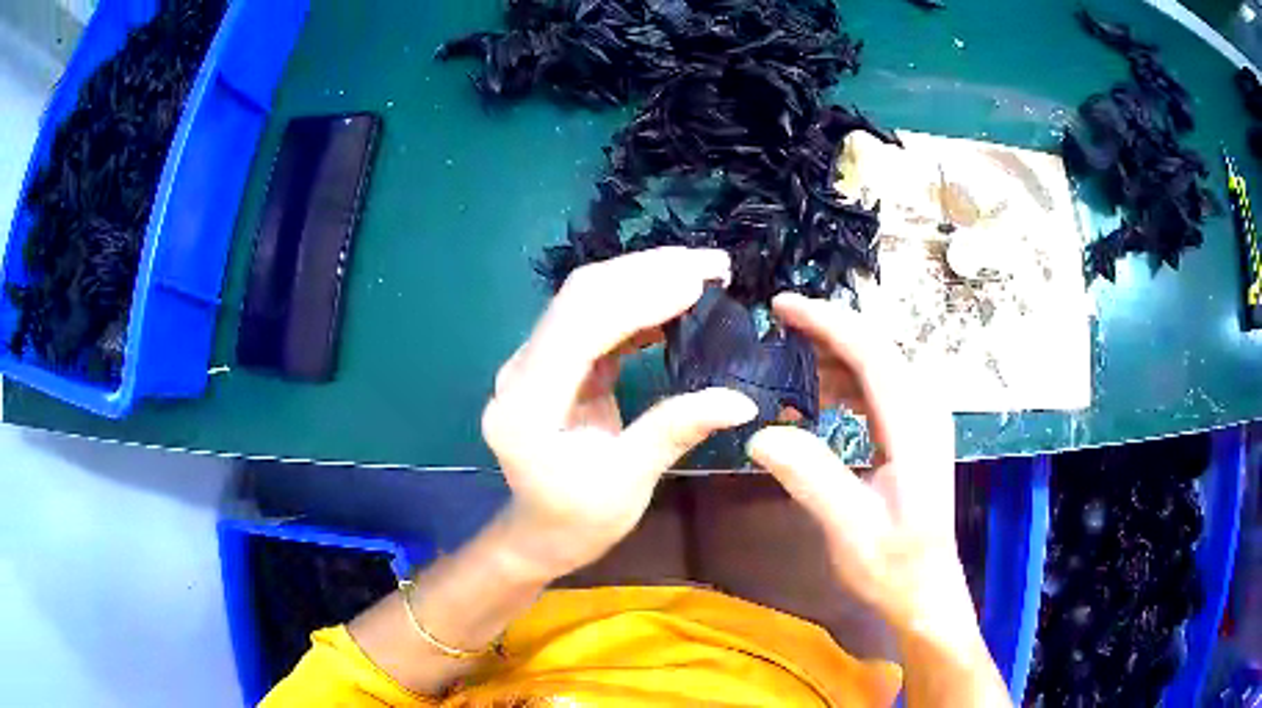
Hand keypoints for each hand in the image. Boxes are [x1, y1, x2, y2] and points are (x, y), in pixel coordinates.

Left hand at [482, 247, 757, 579]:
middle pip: (581, 297)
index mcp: (527, 406)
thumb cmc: (578, 520)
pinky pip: (595, 318)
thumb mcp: (628, 484)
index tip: (700, 280)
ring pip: (587, 298)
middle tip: (715, 265)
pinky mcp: (553, 361)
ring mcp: (533, 361)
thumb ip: (674, 431)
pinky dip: (638, 303)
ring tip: (704, 273)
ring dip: (646, 278)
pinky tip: (677, 300)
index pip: (580, 326)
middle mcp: (521, 370)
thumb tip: (741, 400)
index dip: (639, 296)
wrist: (540, 533)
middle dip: (648, 272)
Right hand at [746, 293, 966, 636]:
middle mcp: (924, 410)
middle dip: (827, 330)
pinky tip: (818, 395)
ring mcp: (923, 420)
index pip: (872, 352)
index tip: (781, 307)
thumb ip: (810, 476)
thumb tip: (760, 433)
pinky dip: (846, 381)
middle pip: (876, 349)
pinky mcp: (915, 433)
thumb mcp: (849, 529)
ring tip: (788, 360)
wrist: (925, 590)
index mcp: (915, 426)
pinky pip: (879, 388)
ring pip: (878, 365)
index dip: (827, 322)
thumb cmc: (893, 565)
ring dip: (834, 355)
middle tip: (775, 327)